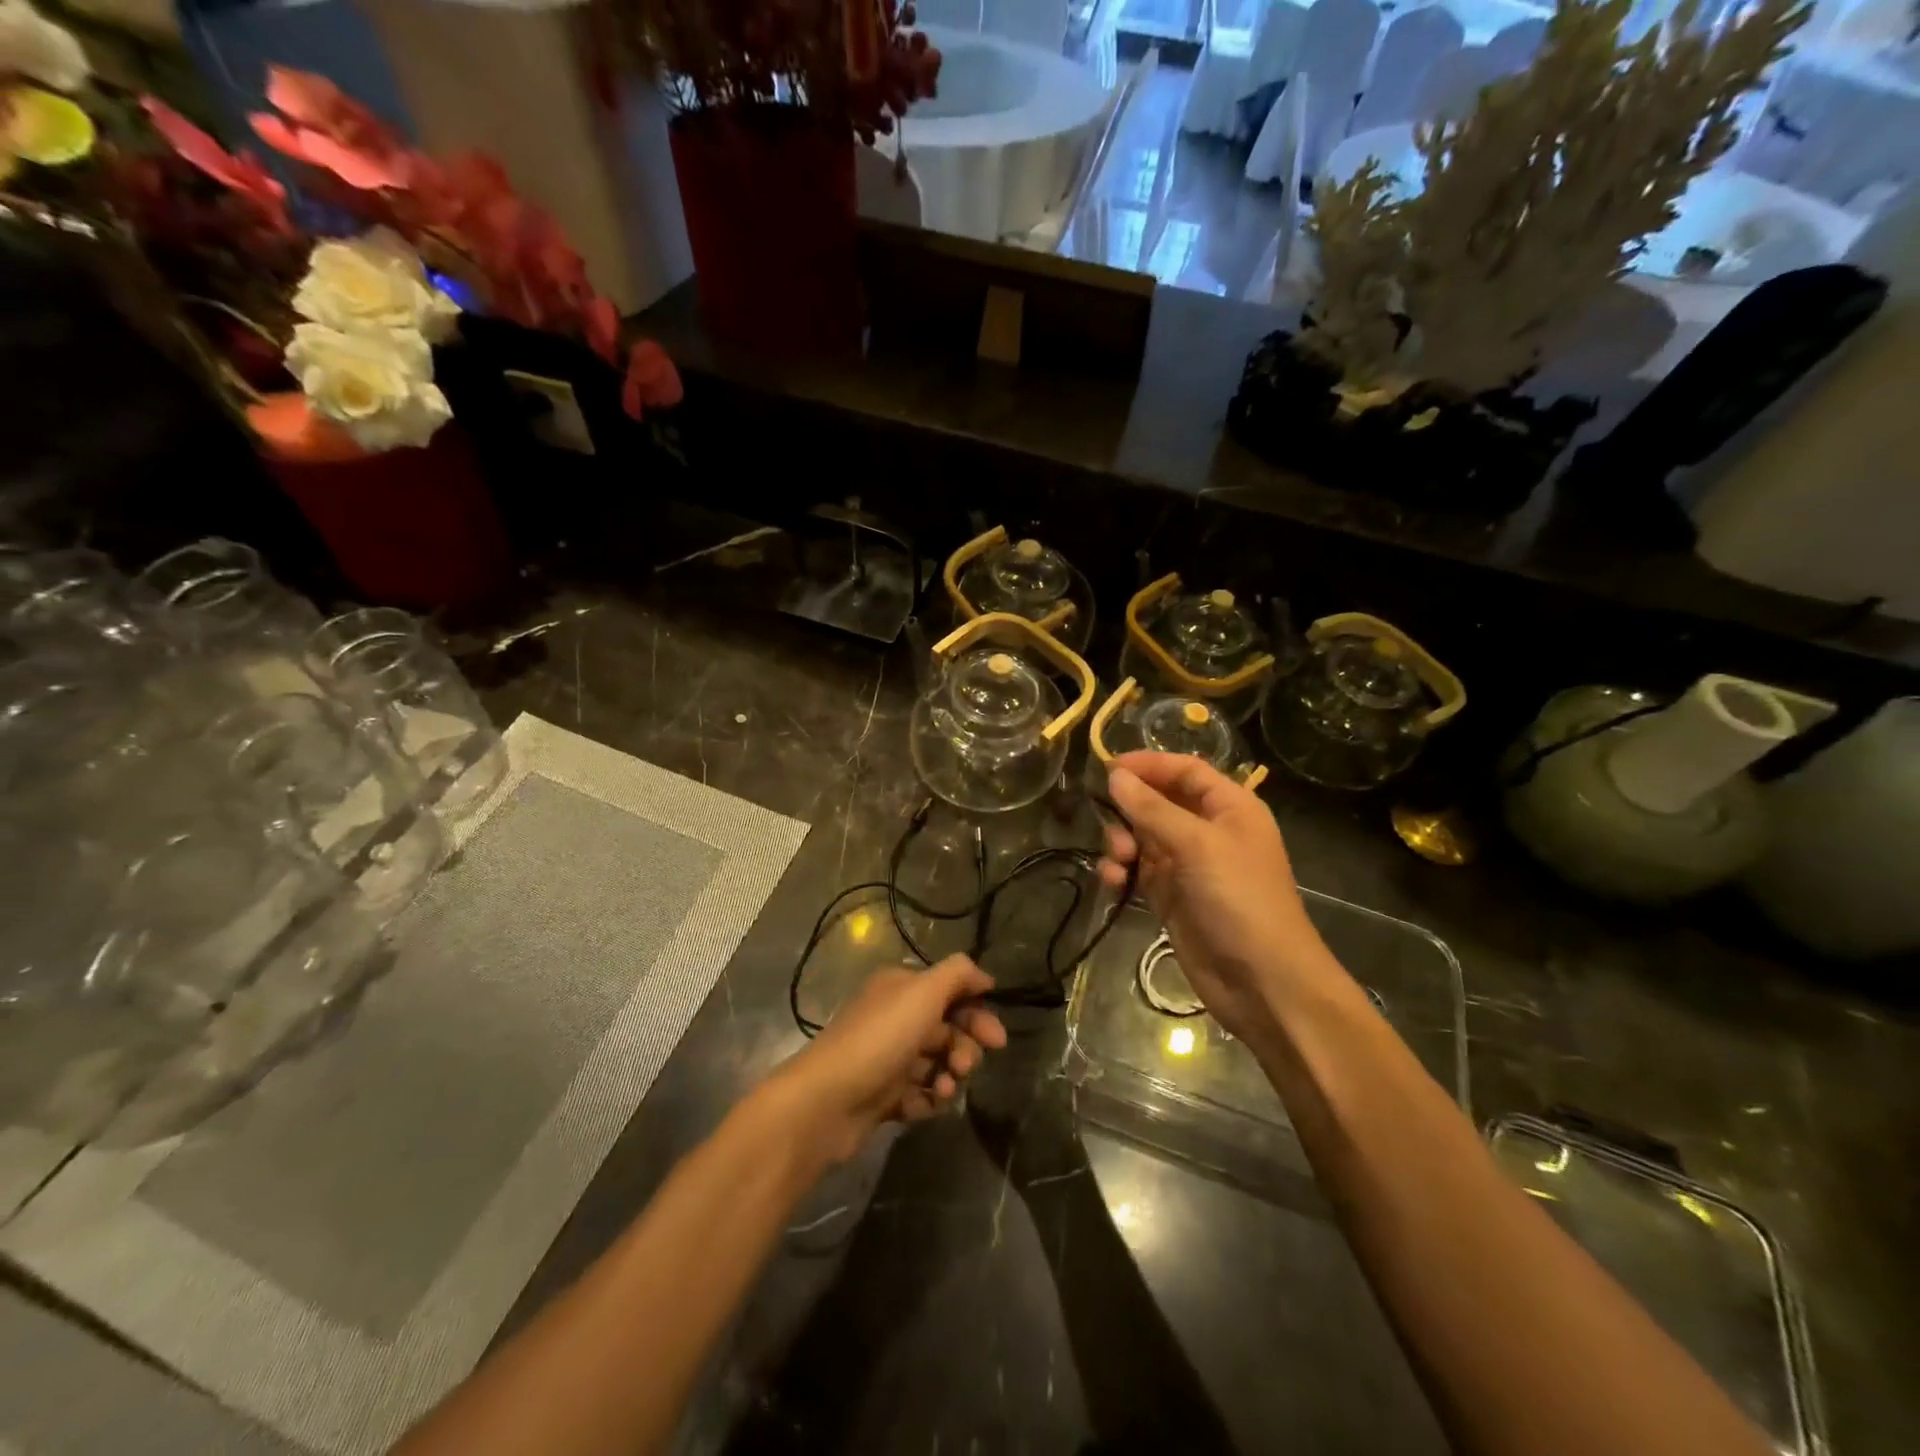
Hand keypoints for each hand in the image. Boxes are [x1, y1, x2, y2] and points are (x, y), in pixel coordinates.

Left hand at [769, 955, 1007, 1164]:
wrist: (827, 1101)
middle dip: (965, 1048)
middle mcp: (894, 1017)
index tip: (997, 1039)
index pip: (951, 992)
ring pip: (937, 1064)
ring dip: (949, 1076)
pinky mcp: (882, 1095)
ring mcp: (887, 1058)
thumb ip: (958, 975)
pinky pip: (920, 1094)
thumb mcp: (923, 992)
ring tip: (943, 1089)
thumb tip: (984, 976)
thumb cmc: (880, 1038)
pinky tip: (925, 1105)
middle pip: (947, 1029)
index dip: (977, 1012)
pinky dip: (928, 1099)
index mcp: (901, 988)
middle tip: (964, 1066)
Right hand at [1099, 752, 1347, 1044]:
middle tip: (1108, 823)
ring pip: (1143, 837)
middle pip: (1159, 802)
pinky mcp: (1171, 897)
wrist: (1262, 981)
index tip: (1106, 767)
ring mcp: (1189, 865)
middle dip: (1130, 810)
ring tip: (1117, 861)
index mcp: (1230, 808)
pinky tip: (1113, 881)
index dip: (1148, 765)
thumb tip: (1115, 775)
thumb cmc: (1239, 899)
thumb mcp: (1197, 845)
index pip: (1185, 771)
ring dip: (1122, 842)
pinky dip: (1122, 871)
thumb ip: (1152, 809)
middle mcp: (1209, 831)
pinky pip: (1139, 870)